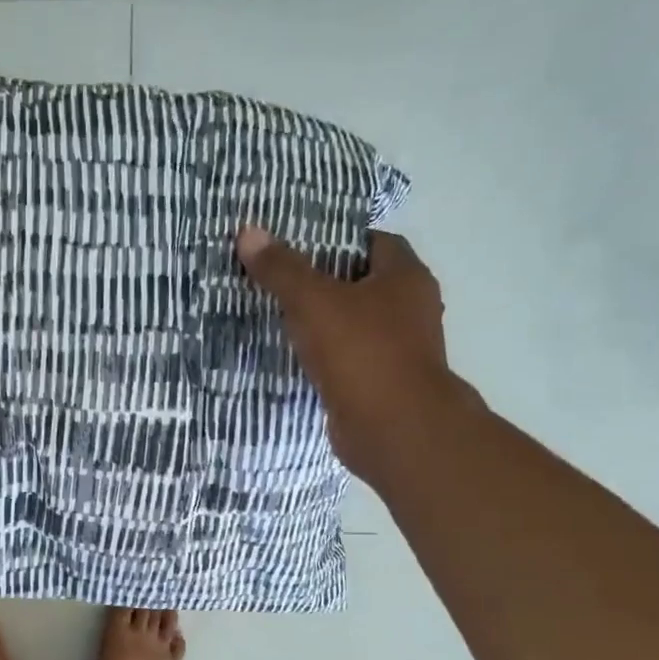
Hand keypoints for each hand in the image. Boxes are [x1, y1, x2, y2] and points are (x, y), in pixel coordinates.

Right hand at [236, 226, 481, 488]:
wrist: (394, 428)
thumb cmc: (362, 352)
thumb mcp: (313, 302)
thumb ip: (282, 269)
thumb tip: (248, 231)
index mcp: (405, 278)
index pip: (376, 242)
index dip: (339, 239)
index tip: (299, 244)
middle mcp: (410, 309)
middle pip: (364, 283)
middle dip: (325, 280)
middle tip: (279, 277)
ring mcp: (398, 349)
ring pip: (355, 323)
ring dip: (323, 321)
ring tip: (277, 315)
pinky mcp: (381, 382)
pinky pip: (348, 357)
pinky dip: (325, 355)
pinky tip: (292, 355)